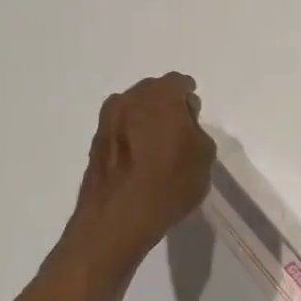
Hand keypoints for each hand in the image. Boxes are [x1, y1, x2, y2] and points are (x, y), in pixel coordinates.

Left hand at [63, 73, 215, 264]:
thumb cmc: (170, 182)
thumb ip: (196, 129)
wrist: (119, 218)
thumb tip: (183, 124)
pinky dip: (131, 138)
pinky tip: (141, 160)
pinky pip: (120, 131)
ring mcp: (106, 122)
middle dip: (166, 105)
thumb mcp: (204, 155)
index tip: (194, 114)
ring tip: (158, 146)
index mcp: (159, 97)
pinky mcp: (95, 145)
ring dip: (146, 121)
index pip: (178, 83)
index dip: (189, 97)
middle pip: (152, 92)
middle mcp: (128, 100)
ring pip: (132, 111)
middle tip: (179, 129)